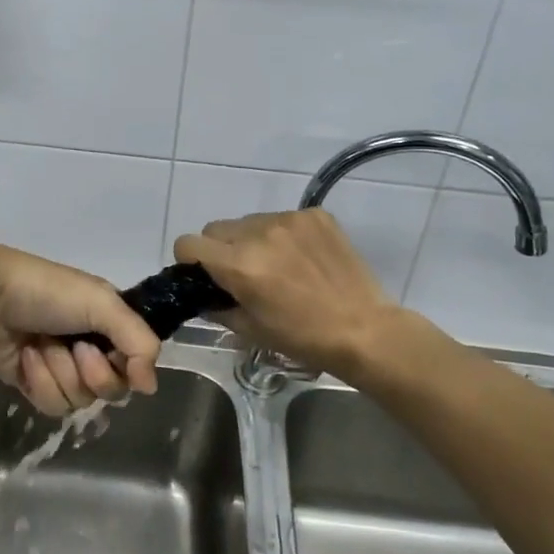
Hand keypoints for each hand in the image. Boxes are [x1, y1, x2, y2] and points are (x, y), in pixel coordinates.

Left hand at [0, 243, 160, 416]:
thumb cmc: (47, 292)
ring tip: (41, 345)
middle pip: (112, 388)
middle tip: (74, 347)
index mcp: (109, 321)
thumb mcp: (100, 302)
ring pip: (81, 401)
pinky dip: (39, 381)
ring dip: (60, 373)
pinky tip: (25, 357)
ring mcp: (61, 367)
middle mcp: (90, 345)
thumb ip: (137, 340)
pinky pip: (52, 405)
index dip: (128, 366)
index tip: (116, 356)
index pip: (136, 361)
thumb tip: (149, 386)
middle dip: (92, 371)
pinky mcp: (33, 385)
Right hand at [173, 210, 398, 378]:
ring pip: (250, 222)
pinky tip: (302, 259)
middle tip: (242, 274)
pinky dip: (283, 236)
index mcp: (239, 264)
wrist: (364, 329)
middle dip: (220, 249)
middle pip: (217, 228)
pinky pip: (282, 219)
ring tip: (278, 266)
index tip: (203, 274)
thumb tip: (203, 295)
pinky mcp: (315, 215)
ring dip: (252, 240)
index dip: (189, 260)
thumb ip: (217, 307)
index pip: (189, 243)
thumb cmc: (303, 338)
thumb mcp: (250, 330)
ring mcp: (289, 219)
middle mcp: (259, 232)